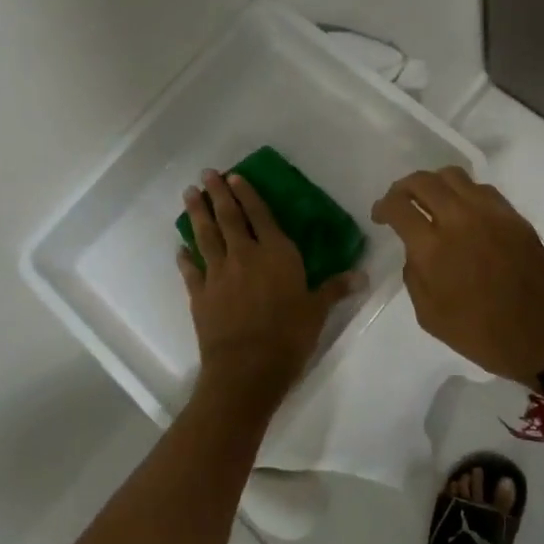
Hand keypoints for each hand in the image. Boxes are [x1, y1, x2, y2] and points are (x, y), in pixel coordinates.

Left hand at [178, 169, 363, 416]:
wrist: (247, 369)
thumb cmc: (289, 336)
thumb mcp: (318, 311)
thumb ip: (335, 288)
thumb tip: (363, 276)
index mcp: (276, 253)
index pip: (260, 215)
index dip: (247, 194)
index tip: (235, 176)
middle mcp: (245, 255)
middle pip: (228, 217)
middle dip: (218, 193)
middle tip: (206, 174)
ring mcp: (218, 273)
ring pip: (205, 236)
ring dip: (197, 213)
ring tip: (189, 194)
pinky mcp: (200, 294)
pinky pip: (190, 270)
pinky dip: (185, 257)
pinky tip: (180, 248)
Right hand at [372, 167, 543, 384]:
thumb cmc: (482, 334)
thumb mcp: (430, 316)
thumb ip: (414, 275)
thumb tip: (415, 250)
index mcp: (433, 247)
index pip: (398, 205)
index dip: (383, 206)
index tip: (380, 215)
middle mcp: (459, 219)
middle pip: (423, 181)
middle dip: (404, 187)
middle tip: (400, 201)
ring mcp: (490, 213)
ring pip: (453, 175)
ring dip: (434, 183)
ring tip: (431, 200)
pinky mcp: (513, 215)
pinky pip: (481, 189)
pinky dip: (463, 192)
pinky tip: (463, 210)